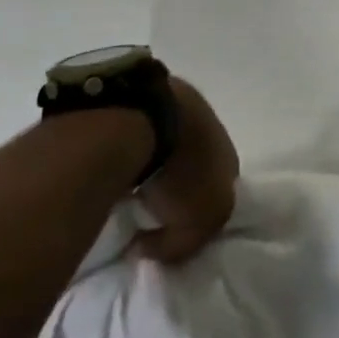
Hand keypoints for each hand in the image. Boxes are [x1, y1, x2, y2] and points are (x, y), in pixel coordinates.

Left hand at [135, 78, 239, 265]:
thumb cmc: (179, 171)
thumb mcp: (194, 224)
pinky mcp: (141, 91)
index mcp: (229, 152)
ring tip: (123, 178)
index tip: (168, 227)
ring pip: (167, 138)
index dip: (198, 208)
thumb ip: (181, 244)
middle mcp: (210, 124)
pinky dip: (126, 140)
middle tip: (145, 203)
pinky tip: (109, 155)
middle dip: (174, 180)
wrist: (142, 115)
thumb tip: (148, 246)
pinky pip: (137, 125)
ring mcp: (175, 102)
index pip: (221, 185)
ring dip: (151, 157)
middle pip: (194, 158)